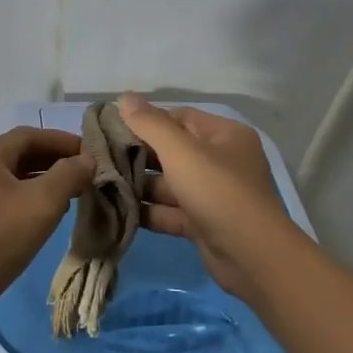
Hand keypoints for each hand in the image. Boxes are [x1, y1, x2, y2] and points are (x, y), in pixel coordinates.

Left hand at [0, 126, 92, 324]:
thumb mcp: (42, 204)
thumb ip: (68, 175)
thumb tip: (86, 160)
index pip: (28, 136)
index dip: (62, 141)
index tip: (89, 154)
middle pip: (16, 156)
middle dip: (52, 164)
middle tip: (82, 177)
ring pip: (6, 181)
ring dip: (38, 185)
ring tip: (67, 199)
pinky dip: (21, 203)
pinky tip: (38, 221)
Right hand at [116, 94, 301, 302]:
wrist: (251, 256)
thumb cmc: (218, 192)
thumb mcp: (182, 152)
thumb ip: (150, 124)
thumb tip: (124, 97)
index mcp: (225, 135)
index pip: (180, 118)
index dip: (147, 121)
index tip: (112, 128)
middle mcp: (221, 161)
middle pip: (173, 151)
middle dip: (138, 155)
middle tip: (100, 158)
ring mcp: (213, 194)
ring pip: (170, 184)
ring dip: (140, 185)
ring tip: (102, 184)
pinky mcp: (203, 223)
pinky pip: (171, 211)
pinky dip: (149, 211)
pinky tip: (117, 210)